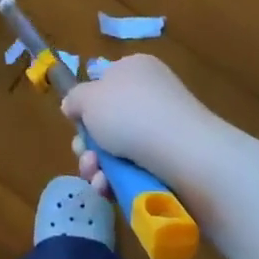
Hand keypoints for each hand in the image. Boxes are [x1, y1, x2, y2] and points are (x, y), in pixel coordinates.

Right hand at [60, 54, 212, 186]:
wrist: (184, 154)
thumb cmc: (131, 114)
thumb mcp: (88, 97)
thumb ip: (74, 99)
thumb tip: (74, 107)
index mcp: (136, 69)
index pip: (105, 82)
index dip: (87, 104)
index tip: (76, 122)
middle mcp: (152, 95)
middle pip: (108, 121)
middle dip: (88, 145)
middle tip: (84, 156)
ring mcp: (165, 130)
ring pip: (118, 150)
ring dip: (98, 166)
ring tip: (96, 176)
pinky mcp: (173, 162)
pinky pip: (136, 170)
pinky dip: (118, 181)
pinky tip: (110, 188)